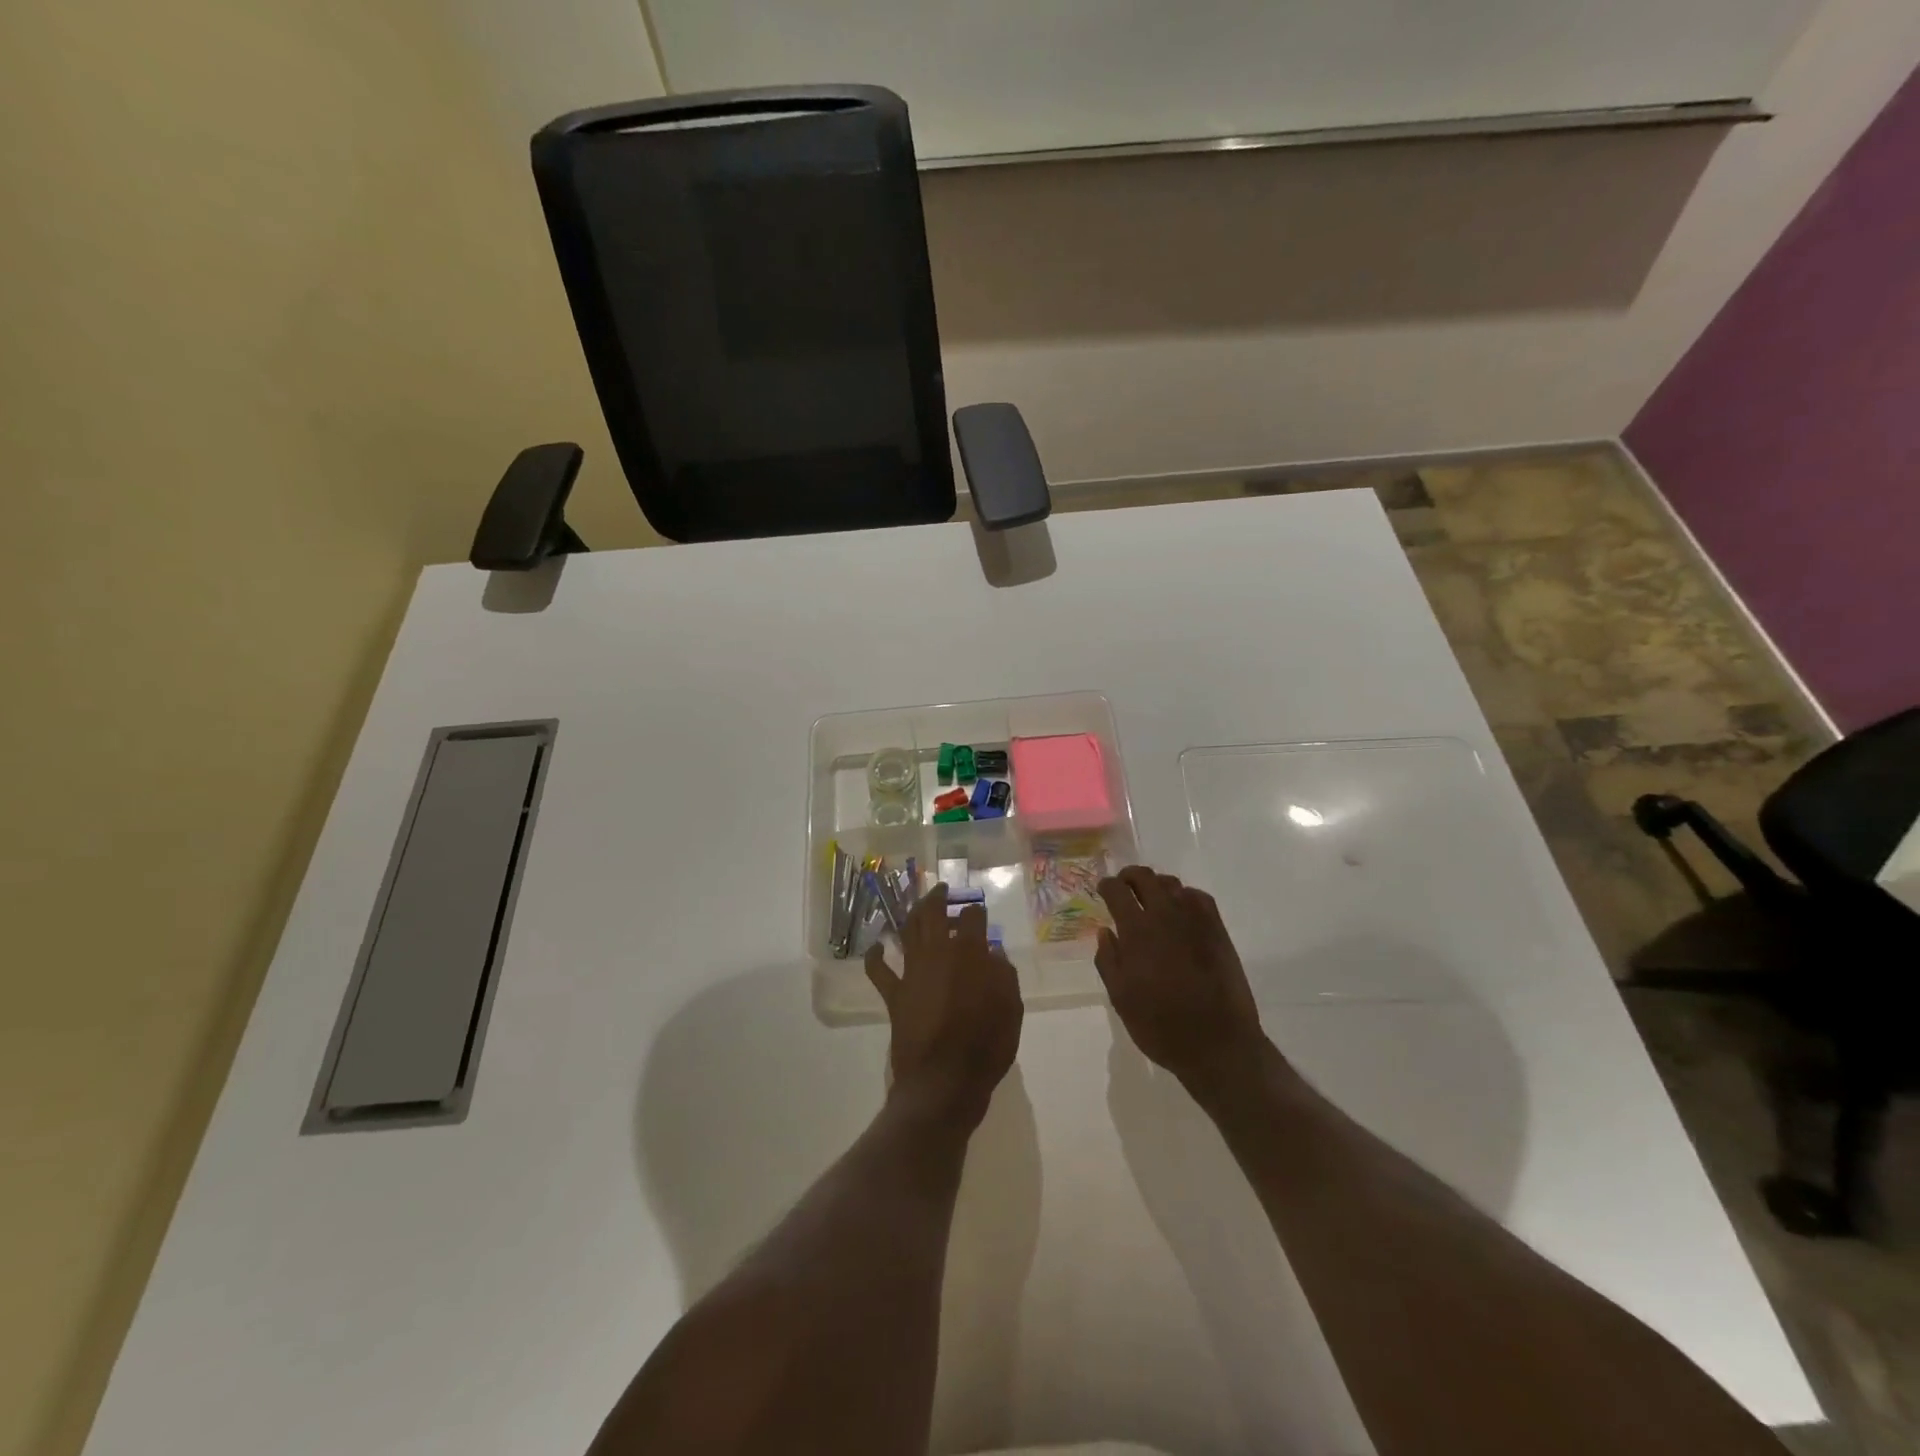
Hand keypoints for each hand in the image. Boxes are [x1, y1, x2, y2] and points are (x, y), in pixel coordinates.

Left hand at [865, 884, 1022, 1127]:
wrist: (944, 1082)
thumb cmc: (986, 1045)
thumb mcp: (1012, 1008)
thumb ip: (1004, 975)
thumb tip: (993, 955)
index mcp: (969, 953)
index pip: (972, 917)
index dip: (976, 911)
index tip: (979, 913)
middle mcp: (937, 953)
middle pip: (933, 913)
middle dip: (938, 897)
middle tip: (943, 889)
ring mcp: (912, 972)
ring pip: (907, 930)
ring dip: (912, 914)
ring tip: (919, 907)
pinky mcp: (894, 995)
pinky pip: (878, 970)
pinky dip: (875, 955)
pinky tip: (877, 946)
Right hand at [1096, 866, 1270, 1095]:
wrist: (1218, 1043)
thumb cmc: (1161, 1026)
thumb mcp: (1121, 998)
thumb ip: (1108, 960)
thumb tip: (1105, 931)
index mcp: (1137, 931)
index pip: (1117, 891)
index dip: (1106, 885)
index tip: (1102, 890)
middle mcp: (1166, 916)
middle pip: (1145, 877)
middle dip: (1129, 877)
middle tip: (1123, 887)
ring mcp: (1196, 920)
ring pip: (1172, 884)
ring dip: (1156, 885)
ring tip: (1150, 899)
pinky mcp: (1218, 930)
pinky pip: (1198, 897)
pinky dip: (1184, 896)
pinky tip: (1180, 911)